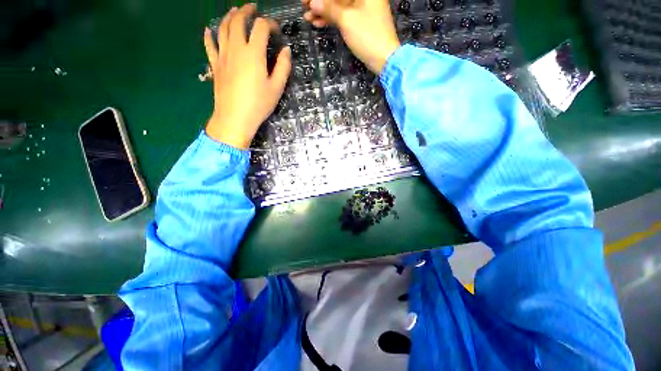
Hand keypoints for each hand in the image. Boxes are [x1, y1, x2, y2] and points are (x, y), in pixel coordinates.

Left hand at [204, 4, 291, 148]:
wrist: (235, 118)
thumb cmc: (259, 104)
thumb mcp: (277, 88)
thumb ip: (283, 67)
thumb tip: (286, 50)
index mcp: (253, 53)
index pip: (261, 27)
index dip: (270, 24)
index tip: (276, 30)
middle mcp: (236, 48)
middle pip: (238, 21)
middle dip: (246, 11)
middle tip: (253, 8)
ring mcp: (222, 55)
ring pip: (222, 28)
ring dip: (229, 16)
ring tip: (234, 11)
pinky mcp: (215, 65)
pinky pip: (209, 45)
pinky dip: (208, 35)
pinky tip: (208, 29)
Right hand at [302, 0, 399, 73]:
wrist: (384, 58)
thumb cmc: (368, 36)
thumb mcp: (347, 20)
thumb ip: (329, 9)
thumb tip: (313, 2)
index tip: (307, 0)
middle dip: (320, 3)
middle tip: (304, 7)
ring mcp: (362, 10)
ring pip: (339, 7)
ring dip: (323, 13)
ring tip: (308, 18)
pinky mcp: (360, 23)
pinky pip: (343, 18)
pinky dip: (332, 21)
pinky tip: (318, 24)